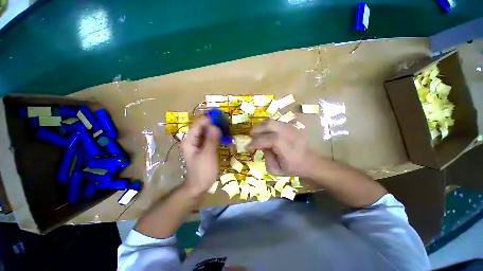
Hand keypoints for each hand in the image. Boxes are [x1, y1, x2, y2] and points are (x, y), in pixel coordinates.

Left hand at [180, 116, 220, 194]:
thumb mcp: (208, 155)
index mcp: (189, 140)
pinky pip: (210, 138)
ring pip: (206, 132)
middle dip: (213, 123)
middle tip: (226, 122)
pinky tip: (224, 135)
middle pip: (202, 127)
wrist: (199, 185)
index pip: (197, 124)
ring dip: (215, 129)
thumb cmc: (203, 171)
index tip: (221, 117)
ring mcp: (198, 144)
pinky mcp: (204, 148)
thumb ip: (211, 140)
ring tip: (226, 127)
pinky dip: (216, 135)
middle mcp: (192, 140)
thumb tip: (216, 126)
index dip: (208, 119)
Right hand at [247, 119, 319, 176]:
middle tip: (251, 136)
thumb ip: (266, 157)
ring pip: (271, 121)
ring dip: (261, 127)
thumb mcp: (276, 170)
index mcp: (284, 146)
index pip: (265, 139)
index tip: (247, 147)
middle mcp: (287, 133)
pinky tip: (267, 134)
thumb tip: (261, 146)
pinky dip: (268, 127)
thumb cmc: (294, 167)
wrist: (311, 161)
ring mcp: (290, 127)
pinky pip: (275, 122)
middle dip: (256, 129)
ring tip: (258, 134)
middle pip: (268, 124)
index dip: (254, 142)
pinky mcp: (291, 125)